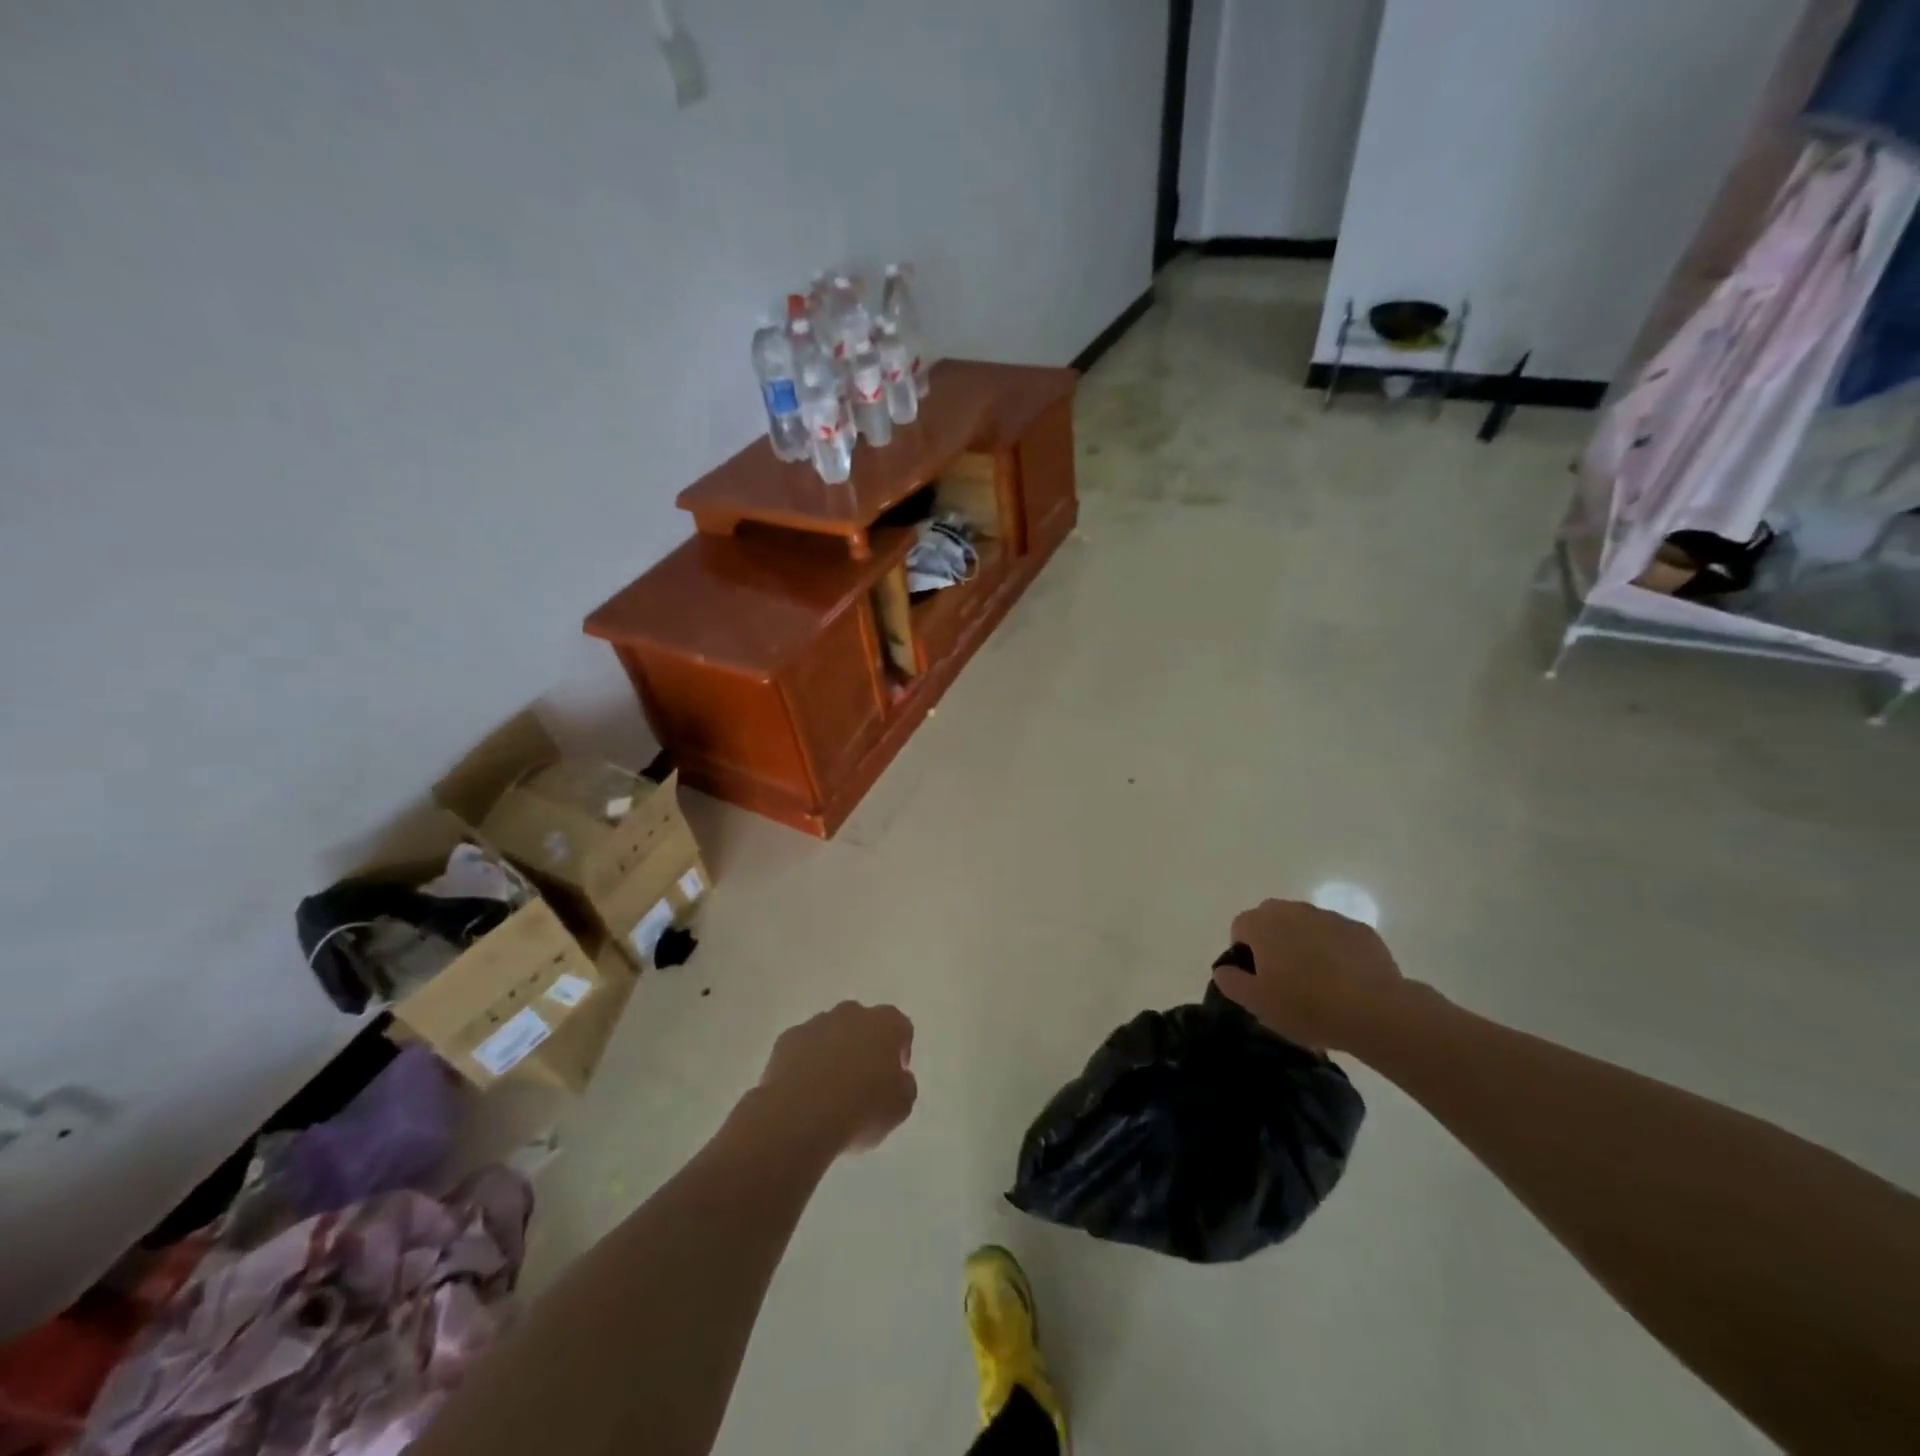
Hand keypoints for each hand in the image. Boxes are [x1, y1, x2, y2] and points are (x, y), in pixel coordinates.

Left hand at [755, 1002, 917, 1155]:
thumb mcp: (901, 1106)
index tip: (895, 1076)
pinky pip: (803, 1047)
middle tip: (863, 1081)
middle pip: (864, 1024)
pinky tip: (805, 1091)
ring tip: (830, 1089)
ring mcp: (816, 1023)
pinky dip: (806, 1062)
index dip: (900, 1052)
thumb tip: (898, 1078)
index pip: (901, 1028)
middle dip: (865, 1046)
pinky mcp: (787, 1039)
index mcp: (886, 1023)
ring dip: (834, 1052)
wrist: (800, 1116)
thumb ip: (904, 1085)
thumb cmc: (861, 1109)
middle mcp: (852, 1013)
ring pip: (831, 1033)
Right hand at [1212, 899, 1408, 1051]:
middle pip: (1272, 920)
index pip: (1240, 928)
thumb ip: (1230, 981)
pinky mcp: (1360, 930)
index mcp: (1262, 924)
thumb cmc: (1306, 1006)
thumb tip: (1223, 968)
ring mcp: (1329, 917)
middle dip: (1273, 943)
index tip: (1259, 981)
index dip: (1245, 954)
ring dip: (1304, 945)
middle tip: (1284, 980)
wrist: (1375, 1011)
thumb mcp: (1256, 1003)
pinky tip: (1345, 981)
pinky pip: (1336, 936)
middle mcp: (1292, 910)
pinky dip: (1334, 951)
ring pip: (1305, 926)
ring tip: (1317, 982)